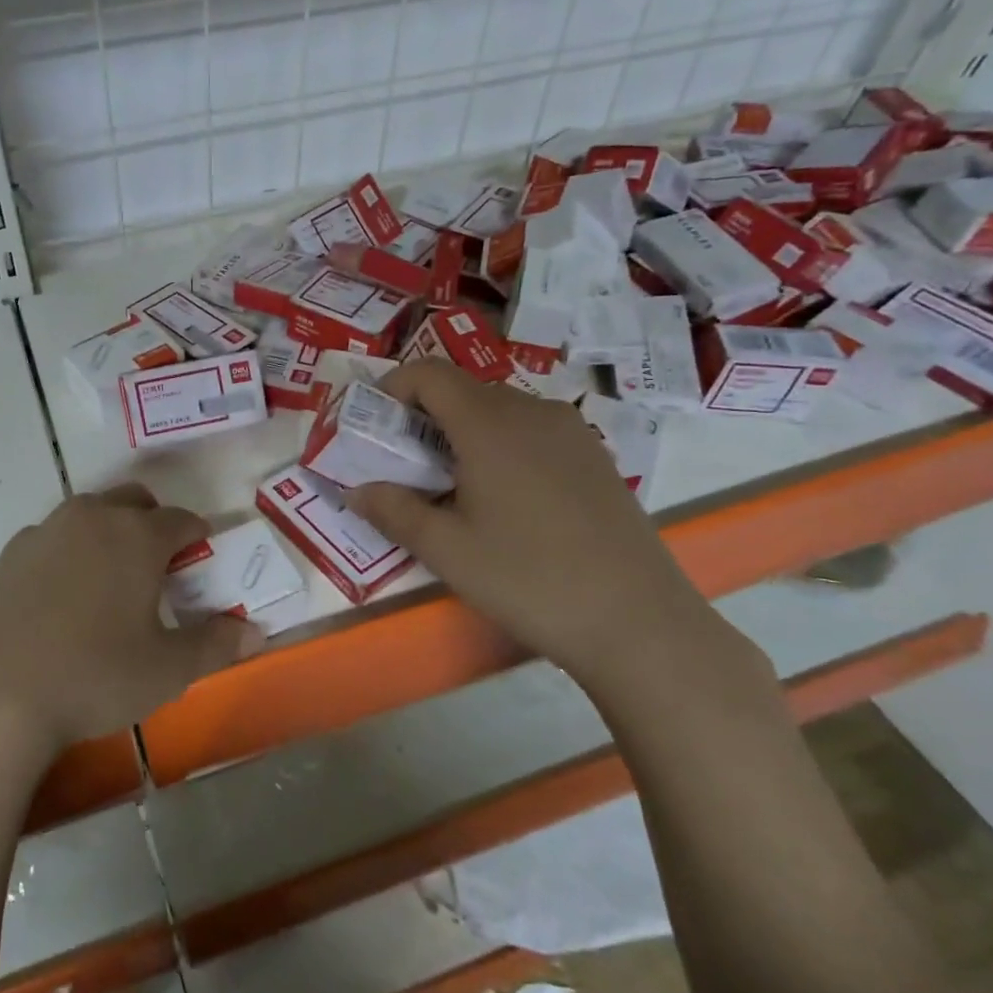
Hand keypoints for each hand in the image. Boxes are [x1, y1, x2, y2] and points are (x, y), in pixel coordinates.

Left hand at [0, 485, 261, 758]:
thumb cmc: (92, 676)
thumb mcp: (166, 670)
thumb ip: (215, 645)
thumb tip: (254, 632)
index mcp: (137, 535)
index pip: (182, 520)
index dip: (199, 536)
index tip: (203, 556)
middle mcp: (92, 518)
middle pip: (134, 501)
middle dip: (154, 522)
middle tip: (159, 565)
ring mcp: (43, 532)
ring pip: (90, 515)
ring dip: (109, 533)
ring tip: (109, 582)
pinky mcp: (7, 556)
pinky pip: (52, 540)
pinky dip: (69, 554)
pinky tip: (60, 600)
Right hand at [345, 361, 720, 687]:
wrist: (637, 619)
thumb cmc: (527, 578)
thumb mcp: (445, 549)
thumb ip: (392, 510)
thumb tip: (355, 490)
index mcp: (489, 423)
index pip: (429, 373)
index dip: (393, 388)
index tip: (375, 426)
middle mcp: (532, 411)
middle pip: (463, 390)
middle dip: (423, 417)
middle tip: (405, 467)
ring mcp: (571, 431)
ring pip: (500, 411)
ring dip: (463, 433)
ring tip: (452, 487)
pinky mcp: (595, 456)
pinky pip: (532, 431)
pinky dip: (501, 446)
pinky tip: (504, 500)